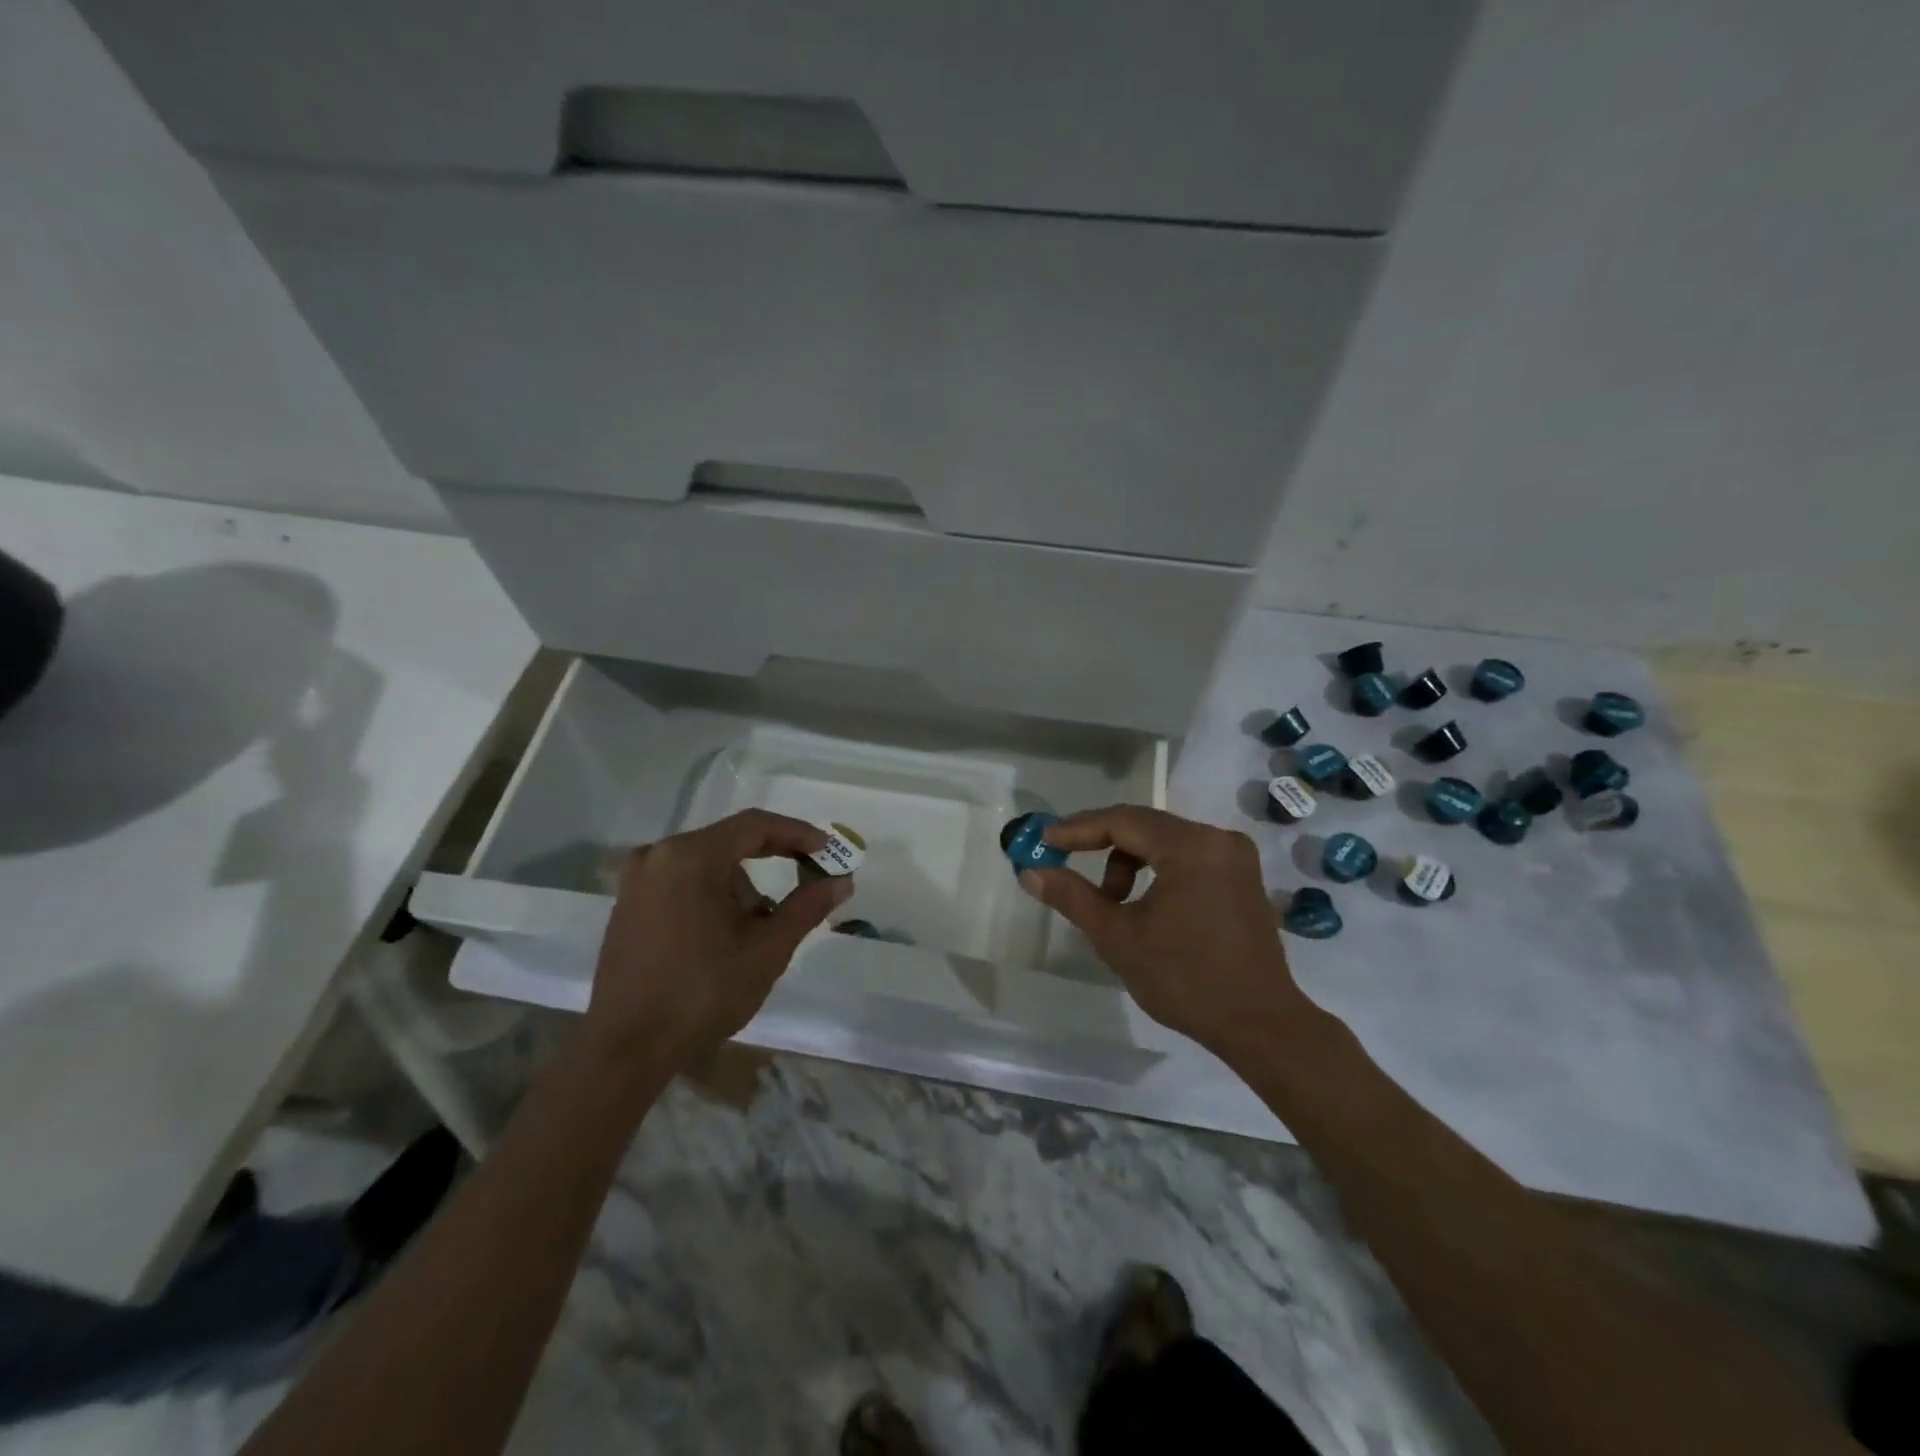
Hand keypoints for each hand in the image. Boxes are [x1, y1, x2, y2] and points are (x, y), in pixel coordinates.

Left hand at [586, 810, 851, 1058]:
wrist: (626, 1048)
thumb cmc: (703, 992)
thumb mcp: (767, 949)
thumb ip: (807, 907)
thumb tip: (841, 882)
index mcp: (690, 856)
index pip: (755, 826)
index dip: (797, 833)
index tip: (828, 849)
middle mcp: (657, 855)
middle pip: (729, 843)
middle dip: (773, 861)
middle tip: (809, 879)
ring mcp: (637, 881)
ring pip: (707, 865)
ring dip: (741, 886)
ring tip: (762, 928)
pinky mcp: (628, 905)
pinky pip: (683, 882)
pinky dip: (713, 895)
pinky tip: (727, 932)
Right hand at [1017, 806, 1305, 1053]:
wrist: (1261, 1026)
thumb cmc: (1185, 980)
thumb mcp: (1118, 937)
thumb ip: (1073, 897)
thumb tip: (1030, 872)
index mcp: (1192, 847)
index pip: (1122, 821)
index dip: (1077, 829)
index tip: (1043, 841)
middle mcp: (1218, 839)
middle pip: (1144, 826)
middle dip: (1100, 846)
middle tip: (1065, 865)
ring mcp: (1235, 857)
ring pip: (1164, 842)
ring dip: (1128, 864)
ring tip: (1113, 905)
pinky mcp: (1242, 878)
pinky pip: (1186, 858)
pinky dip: (1156, 872)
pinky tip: (1144, 907)